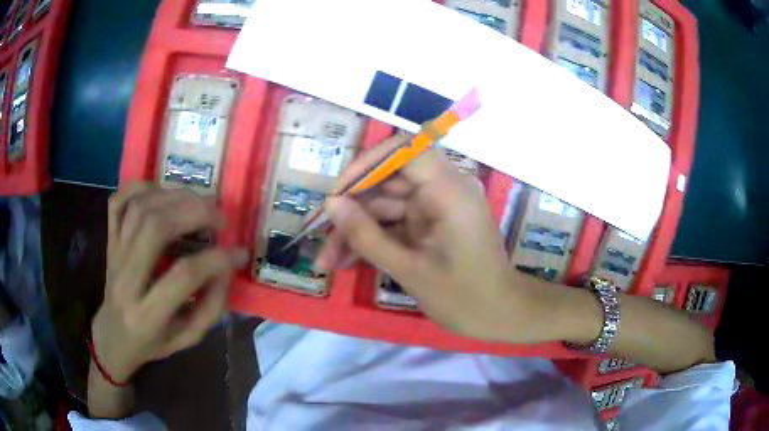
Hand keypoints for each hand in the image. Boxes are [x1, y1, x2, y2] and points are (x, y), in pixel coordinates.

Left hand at [93, 184, 248, 382]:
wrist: (114, 336)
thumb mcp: (188, 338)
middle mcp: (126, 280)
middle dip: (194, 213)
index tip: (239, 252)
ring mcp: (114, 254)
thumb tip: (226, 266)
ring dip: (174, 197)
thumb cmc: (153, 342)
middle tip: (219, 217)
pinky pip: (118, 202)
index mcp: (148, 314)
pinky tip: (161, 192)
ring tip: (198, 203)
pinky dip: (140, 188)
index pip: (183, 276)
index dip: (217, 259)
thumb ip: (210, 306)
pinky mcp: (109, 240)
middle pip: (156, 227)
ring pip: (140, 209)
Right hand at [316, 136, 543, 342]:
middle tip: (320, 238)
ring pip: (387, 206)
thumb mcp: (409, 270)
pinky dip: (375, 240)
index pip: (404, 150)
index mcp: (448, 190)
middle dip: (352, 210)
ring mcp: (438, 208)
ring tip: (328, 261)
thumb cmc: (464, 297)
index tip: (338, 193)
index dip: (367, 164)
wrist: (502, 316)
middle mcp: (444, 189)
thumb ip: (367, 235)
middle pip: (388, 182)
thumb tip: (332, 205)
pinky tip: (347, 261)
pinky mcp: (433, 225)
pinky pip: (397, 223)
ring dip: (358, 231)